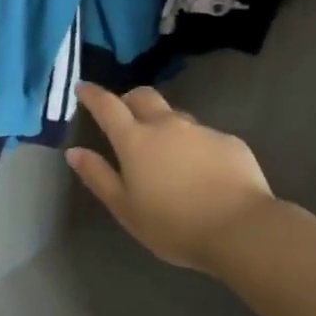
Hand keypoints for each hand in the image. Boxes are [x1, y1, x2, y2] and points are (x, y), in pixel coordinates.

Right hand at [67, 83, 273, 270]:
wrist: (241, 229)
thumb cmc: (174, 225)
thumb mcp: (126, 209)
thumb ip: (98, 177)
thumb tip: (74, 151)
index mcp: (136, 141)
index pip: (108, 106)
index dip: (93, 94)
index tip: (83, 87)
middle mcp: (167, 125)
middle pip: (143, 97)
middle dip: (129, 99)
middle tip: (124, 113)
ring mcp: (201, 130)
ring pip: (175, 116)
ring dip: (164, 125)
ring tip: (167, 152)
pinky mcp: (228, 141)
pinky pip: (204, 136)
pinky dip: (195, 146)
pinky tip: (202, 171)